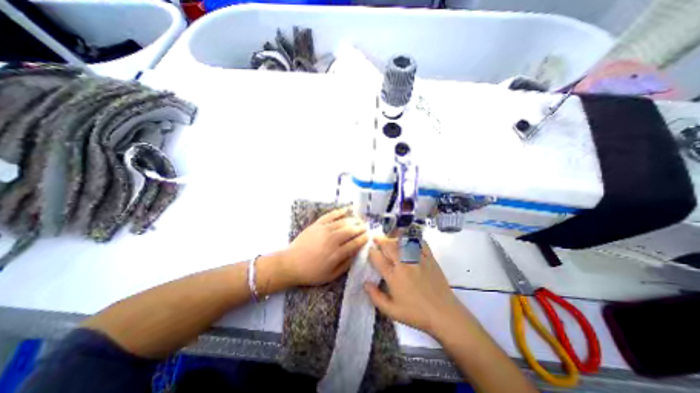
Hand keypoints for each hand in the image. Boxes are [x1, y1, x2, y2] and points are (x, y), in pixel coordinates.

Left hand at [280, 208, 367, 285]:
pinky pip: (331, 215)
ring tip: (359, 220)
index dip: (364, 238)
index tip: (369, 235)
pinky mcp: (317, 224)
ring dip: (354, 220)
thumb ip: (345, 265)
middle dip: (361, 227)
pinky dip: (340, 211)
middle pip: (351, 230)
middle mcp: (332, 239)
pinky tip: (347, 209)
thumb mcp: (330, 275)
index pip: (355, 243)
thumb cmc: (311, 272)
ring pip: (343, 221)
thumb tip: (356, 254)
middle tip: (366, 227)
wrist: (290, 264)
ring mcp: (324, 230)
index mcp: (337, 253)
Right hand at [366, 236, 474, 336]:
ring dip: (393, 238)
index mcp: (393, 277)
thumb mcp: (392, 311)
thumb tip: (365, 283)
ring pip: (402, 242)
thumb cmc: (416, 314)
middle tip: (376, 238)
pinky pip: (420, 243)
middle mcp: (404, 264)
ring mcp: (418, 259)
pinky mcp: (429, 258)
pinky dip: (414, 239)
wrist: (444, 314)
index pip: (378, 258)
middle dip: (380, 240)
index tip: (370, 250)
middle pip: (389, 246)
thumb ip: (376, 297)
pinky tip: (409, 239)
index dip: (371, 252)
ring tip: (389, 237)